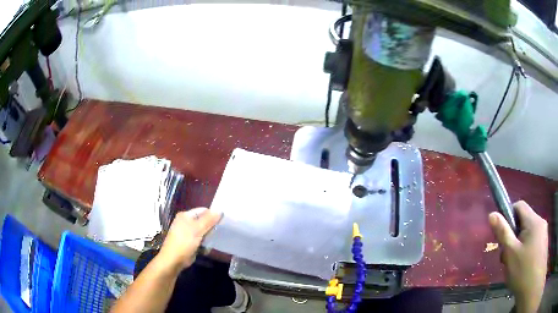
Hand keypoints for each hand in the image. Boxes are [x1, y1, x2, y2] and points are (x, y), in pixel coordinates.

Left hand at [157, 208, 221, 271]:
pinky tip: (206, 248)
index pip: (202, 210)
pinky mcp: (189, 242)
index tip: (223, 221)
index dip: (212, 214)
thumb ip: (209, 220)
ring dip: (208, 237)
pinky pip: (200, 240)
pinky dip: (204, 243)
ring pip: (203, 231)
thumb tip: (219, 210)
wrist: (174, 260)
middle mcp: (186, 222)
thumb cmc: (184, 242)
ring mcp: (187, 233)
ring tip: (211, 241)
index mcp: (185, 216)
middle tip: (218, 232)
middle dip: (210, 227)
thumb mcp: (197, 229)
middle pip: (203, 221)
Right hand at [489, 201, 547, 312]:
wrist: (532, 286)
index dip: (508, 215)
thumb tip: (492, 214)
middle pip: (524, 222)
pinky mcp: (542, 244)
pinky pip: (532, 242)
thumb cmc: (523, 270)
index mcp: (533, 221)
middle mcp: (540, 222)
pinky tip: (520, 267)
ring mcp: (543, 233)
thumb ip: (503, 233)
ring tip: (513, 265)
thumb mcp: (511, 253)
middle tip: (506, 256)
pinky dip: (524, 251)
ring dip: (518, 246)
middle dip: (513, 236)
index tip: (502, 234)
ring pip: (527, 234)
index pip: (519, 206)